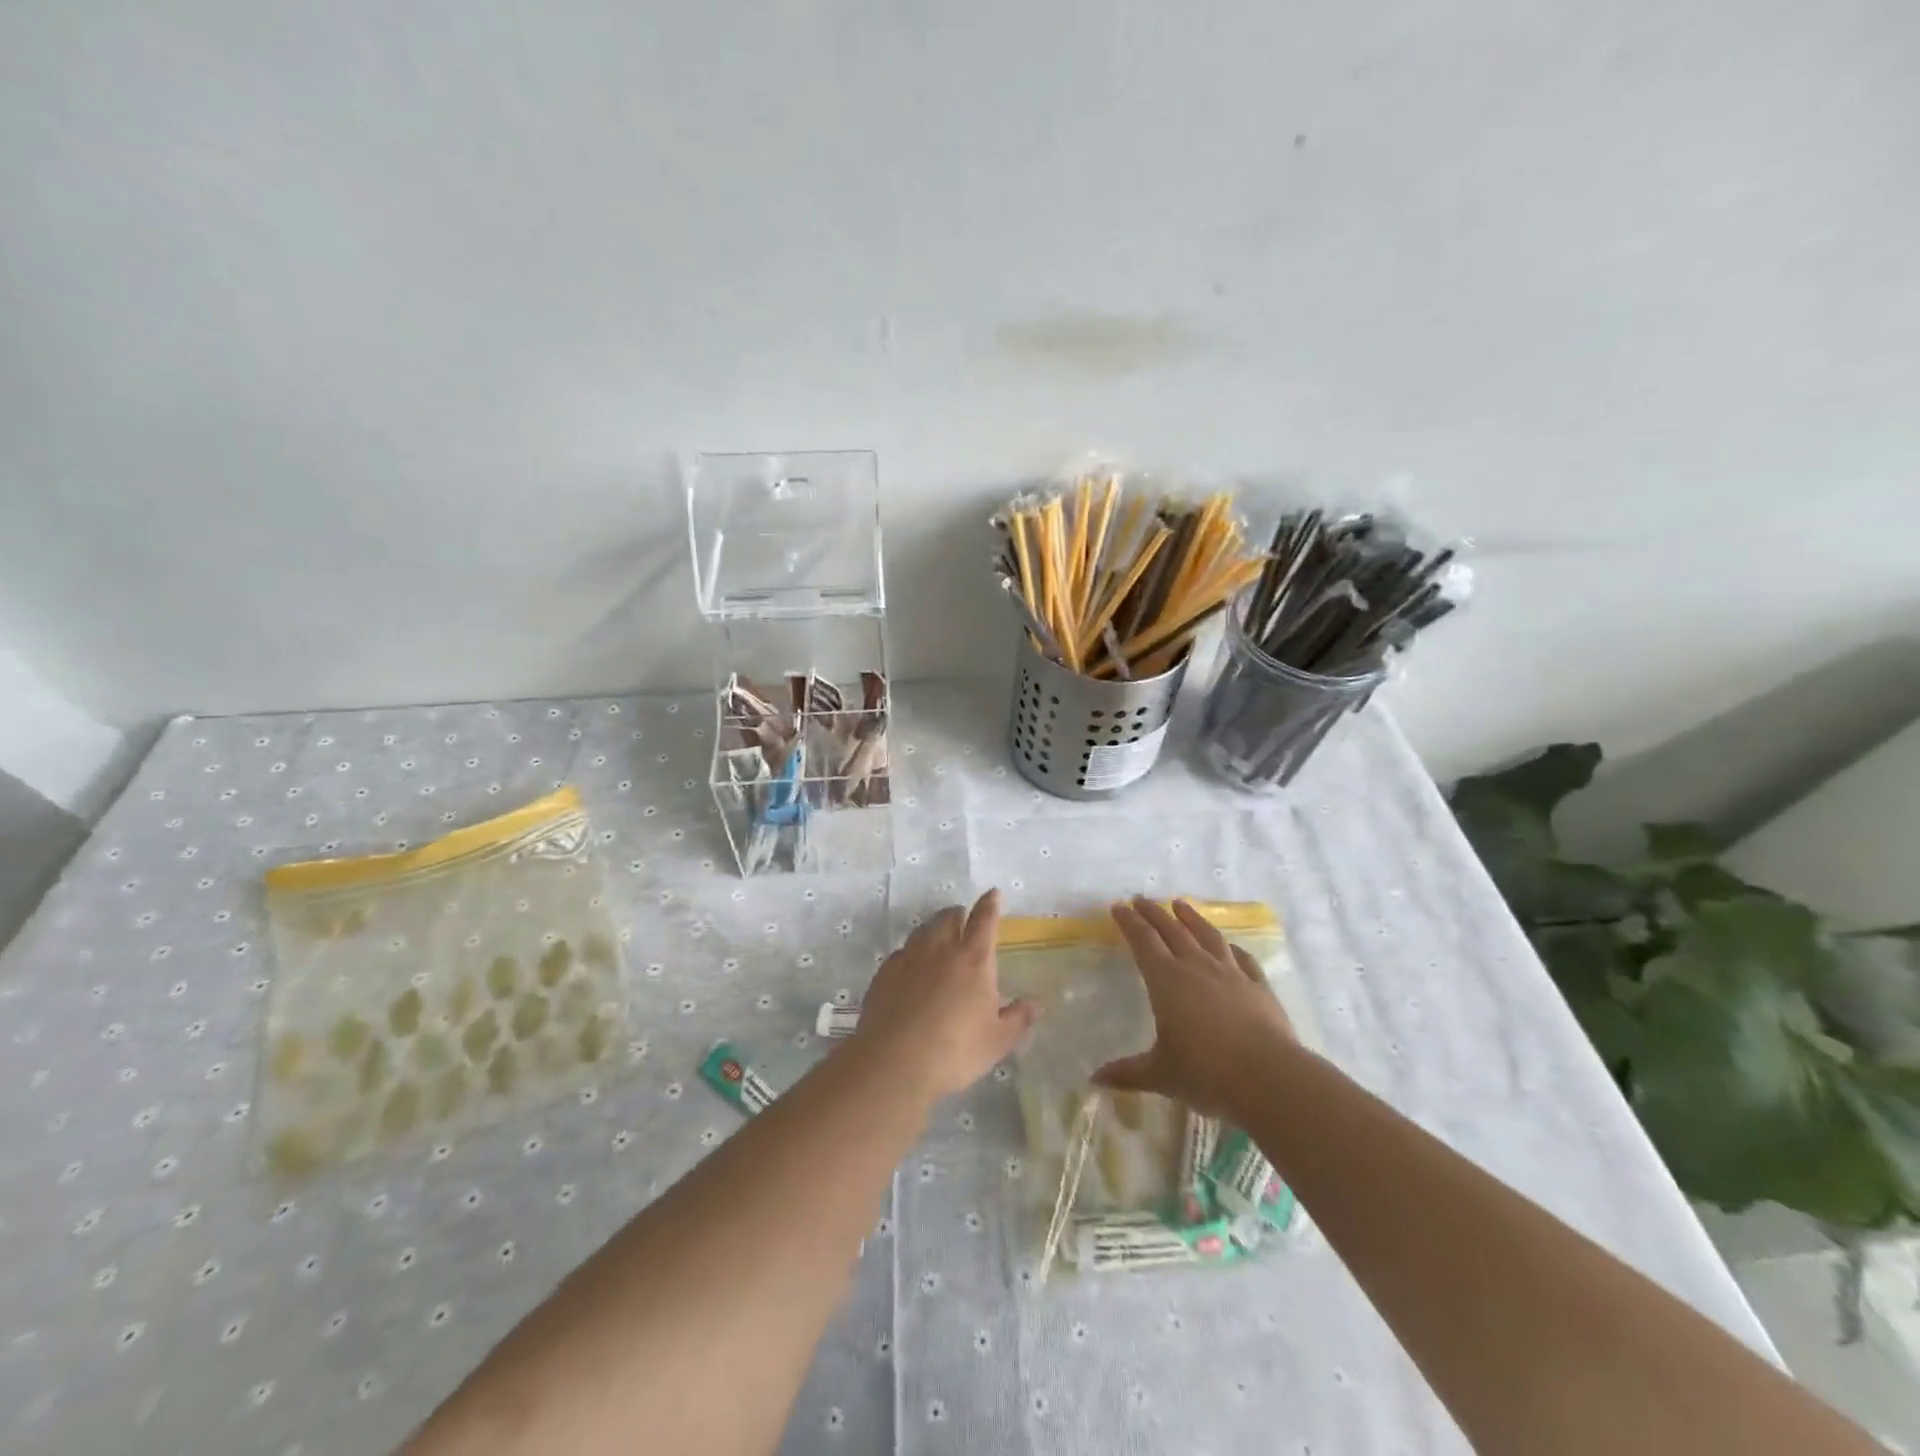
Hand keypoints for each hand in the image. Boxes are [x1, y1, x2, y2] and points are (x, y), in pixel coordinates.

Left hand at [849, 889, 1038, 1102]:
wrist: (894, 1062)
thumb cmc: (955, 1051)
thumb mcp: (997, 1041)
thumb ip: (1017, 1019)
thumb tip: (1035, 1004)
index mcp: (974, 959)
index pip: (984, 920)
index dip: (990, 904)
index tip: (993, 893)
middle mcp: (941, 949)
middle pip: (949, 917)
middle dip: (959, 913)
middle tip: (964, 918)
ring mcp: (909, 958)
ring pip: (923, 929)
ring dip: (934, 927)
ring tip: (939, 937)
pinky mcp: (885, 973)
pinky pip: (902, 951)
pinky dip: (911, 951)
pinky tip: (911, 966)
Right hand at [1095, 897, 1295, 1118]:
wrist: (1270, 1079)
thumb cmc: (1206, 1073)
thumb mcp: (1161, 1075)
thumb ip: (1127, 1073)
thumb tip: (1094, 1079)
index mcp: (1166, 980)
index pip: (1143, 941)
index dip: (1129, 922)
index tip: (1118, 907)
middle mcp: (1196, 967)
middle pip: (1172, 930)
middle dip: (1153, 913)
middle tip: (1141, 899)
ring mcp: (1231, 973)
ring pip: (1207, 936)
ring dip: (1191, 917)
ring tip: (1181, 904)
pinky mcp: (1258, 986)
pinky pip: (1242, 958)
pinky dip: (1231, 947)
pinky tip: (1229, 945)